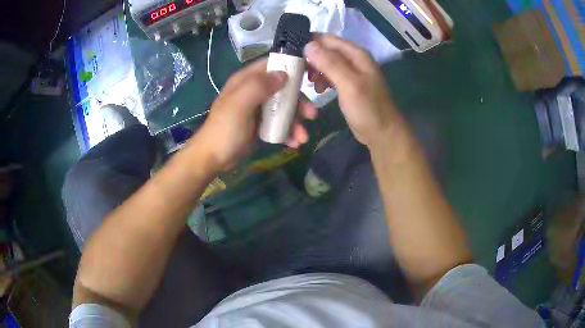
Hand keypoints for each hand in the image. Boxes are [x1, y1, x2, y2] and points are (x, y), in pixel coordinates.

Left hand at [194, 58, 317, 171]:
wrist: (213, 159)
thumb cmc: (225, 130)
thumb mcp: (240, 104)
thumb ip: (260, 86)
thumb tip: (284, 74)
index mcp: (246, 80)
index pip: (272, 64)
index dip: (291, 67)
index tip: (310, 76)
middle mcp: (254, 91)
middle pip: (283, 88)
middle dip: (299, 101)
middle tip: (311, 115)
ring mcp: (258, 108)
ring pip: (284, 107)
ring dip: (296, 121)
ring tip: (302, 138)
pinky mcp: (260, 125)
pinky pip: (279, 123)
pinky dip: (288, 132)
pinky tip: (294, 143)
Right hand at [304, 34, 399, 147]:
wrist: (382, 133)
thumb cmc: (368, 109)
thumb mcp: (349, 84)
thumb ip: (330, 63)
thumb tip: (308, 45)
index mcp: (356, 54)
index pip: (327, 39)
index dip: (308, 42)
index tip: (290, 52)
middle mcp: (353, 59)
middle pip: (326, 50)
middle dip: (310, 58)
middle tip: (297, 70)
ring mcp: (351, 72)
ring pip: (326, 63)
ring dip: (315, 70)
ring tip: (308, 82)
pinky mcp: (347, 84)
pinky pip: (330, 75)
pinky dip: (322, 80)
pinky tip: (318, 90)